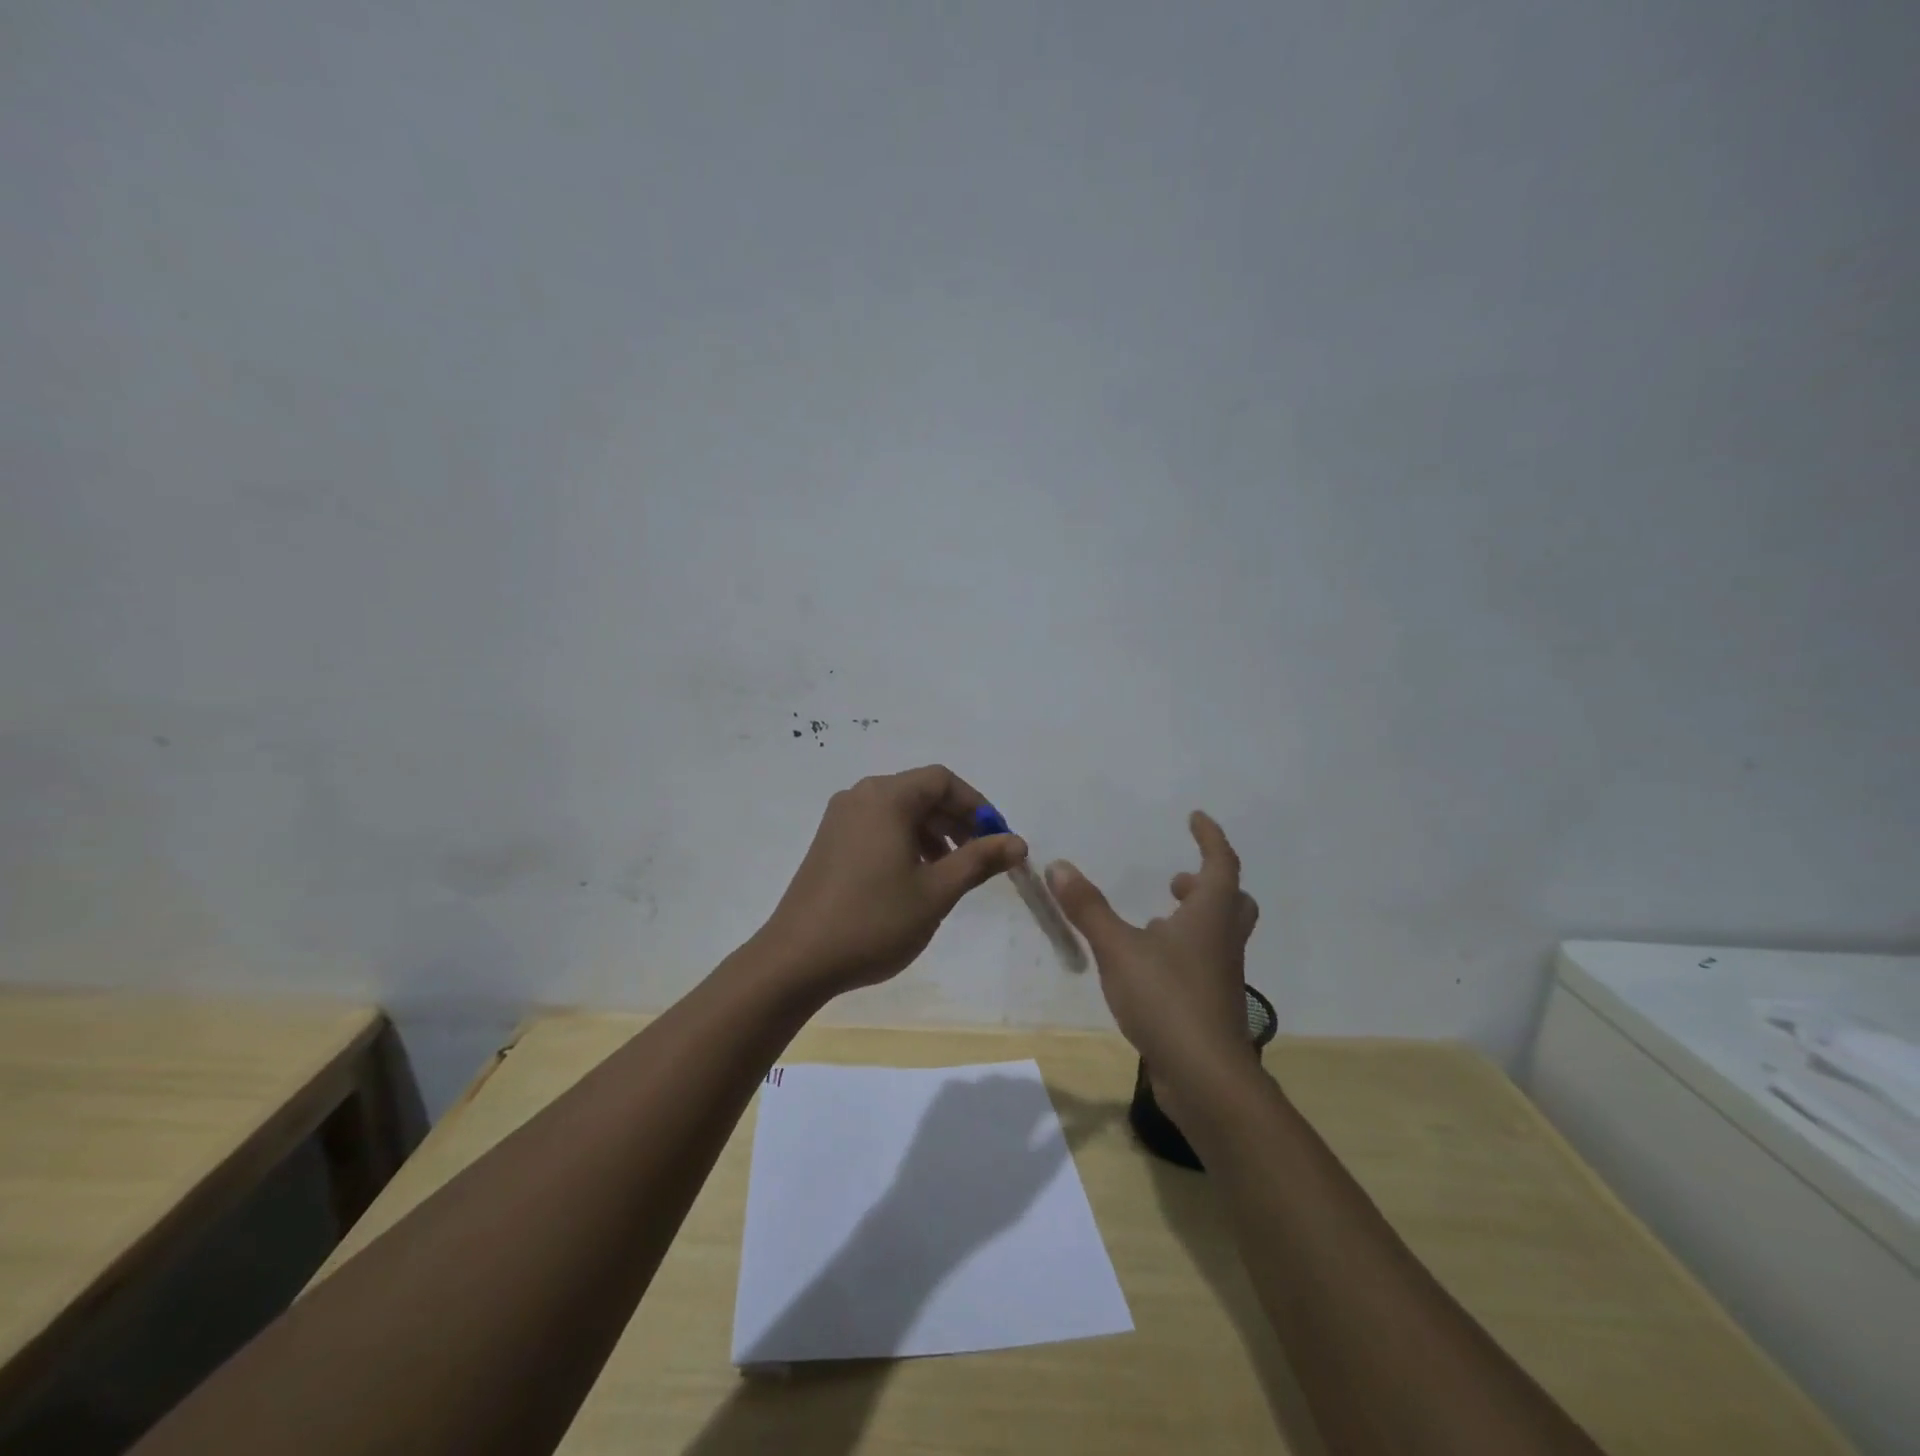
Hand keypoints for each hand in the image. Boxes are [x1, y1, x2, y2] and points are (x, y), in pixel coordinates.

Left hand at [754, 765, 1027, 999]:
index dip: (977, 805)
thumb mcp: (937, 891)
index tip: (998, 839)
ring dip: (933, 834)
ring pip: (900, 812)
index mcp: (886, 797)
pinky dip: (906, 843)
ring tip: (951, 872)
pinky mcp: (829, 842)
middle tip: (981, 858)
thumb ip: (979, 860)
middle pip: (921, 793)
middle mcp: (860, 796)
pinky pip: (878, 827)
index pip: (943, 781)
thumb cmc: (874, 920)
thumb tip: (1018, 842)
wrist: (797, 959)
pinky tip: (916, 878)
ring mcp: (840, 819)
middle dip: (957, 820)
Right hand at [1045, 812, 1259, 1114]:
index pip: (1221, 862)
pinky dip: (1184, 951)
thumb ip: (1088, 908)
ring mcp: (1222, 976)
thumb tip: (1058, 865)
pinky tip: (1151, 965)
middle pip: (1231, 900)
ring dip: (1195, 918)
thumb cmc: (1167, 999)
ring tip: (1157, 920)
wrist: (1206, 1077)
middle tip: (1177, 880)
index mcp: (1210, 915)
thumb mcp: (1118, 948)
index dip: (1210, 837)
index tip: (1195, 818)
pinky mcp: (1213, 1005)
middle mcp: (1223, 940)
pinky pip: (1204, 963)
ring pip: (1218, 933)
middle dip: (1207, 882)